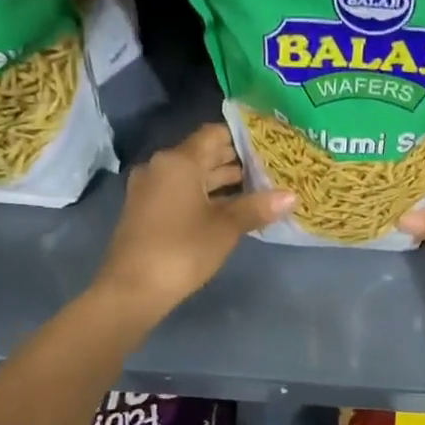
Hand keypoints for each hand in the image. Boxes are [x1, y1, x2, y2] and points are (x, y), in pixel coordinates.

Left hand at [95, 125, 294, 321]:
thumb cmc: (182, 250)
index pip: (213, 134)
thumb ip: (257, 207)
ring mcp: (149, 189)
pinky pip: (180, 191)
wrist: (132, 289)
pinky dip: (203, 195)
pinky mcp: (145, 210)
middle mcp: (161, 166)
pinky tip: (228, 208)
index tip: (269, 144)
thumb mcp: (225, 228)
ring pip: (191, 175)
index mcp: (178, 161)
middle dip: (234, 160)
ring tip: (256, 187)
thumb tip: (292, 195)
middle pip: (202, 154)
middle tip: (269, 166)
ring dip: (220, 180)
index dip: (242, 137)